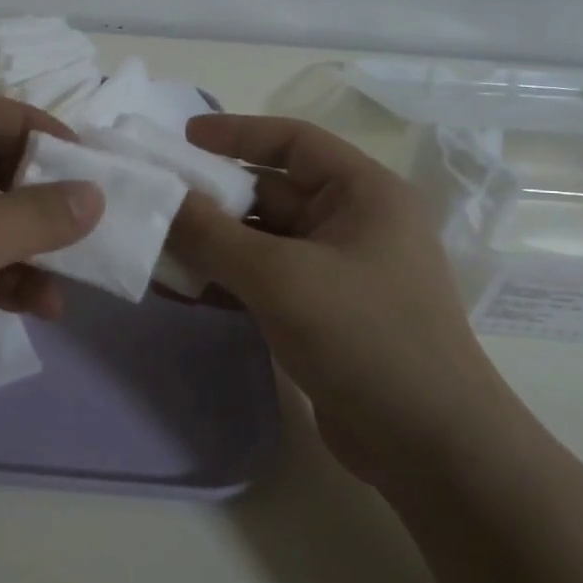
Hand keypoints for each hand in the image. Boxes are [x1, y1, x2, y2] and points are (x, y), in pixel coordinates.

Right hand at [169, 114, 521, 486]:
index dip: (237, 134)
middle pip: (270, 194)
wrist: (429, 447)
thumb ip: (212, 235)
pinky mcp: (321, 314)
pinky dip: (224, 282)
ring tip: (153, 247)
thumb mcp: (280, 277)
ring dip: (210, 245)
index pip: (294, 142)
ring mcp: (337, 272)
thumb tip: (160, 199)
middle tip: (153, 200)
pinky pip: (263, 282)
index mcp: (364, 194)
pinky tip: (179, 291)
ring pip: (261, 242)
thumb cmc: (364, 337)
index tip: (182, 139)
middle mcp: (353, 224)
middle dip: (212, 199)